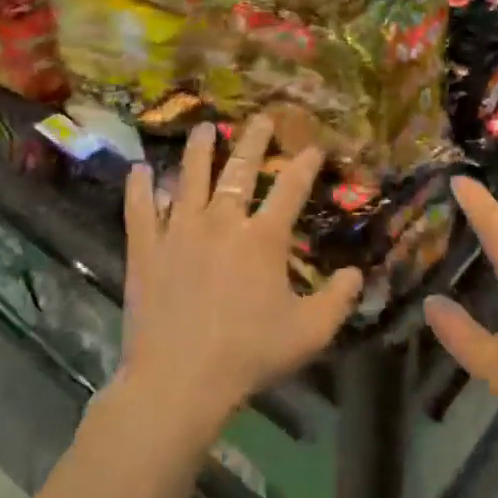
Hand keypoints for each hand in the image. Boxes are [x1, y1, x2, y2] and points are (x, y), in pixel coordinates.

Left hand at [120, 116, 361, 439]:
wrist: (180, 379)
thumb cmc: (249, 354)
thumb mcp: (310, 333)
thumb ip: (338, 299)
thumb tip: (358, 273)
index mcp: (263, 238)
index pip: (290, 189)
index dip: (305, 164)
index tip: (314, 147)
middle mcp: (222, 222)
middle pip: (239, 169)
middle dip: (253, 140)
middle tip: (260, 118)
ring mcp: (179, 231)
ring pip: (189, 178)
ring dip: (198, 150)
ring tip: (203, 127)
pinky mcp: (146, 248)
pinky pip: (140, 209)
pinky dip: (139, 188)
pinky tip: (139, 170)